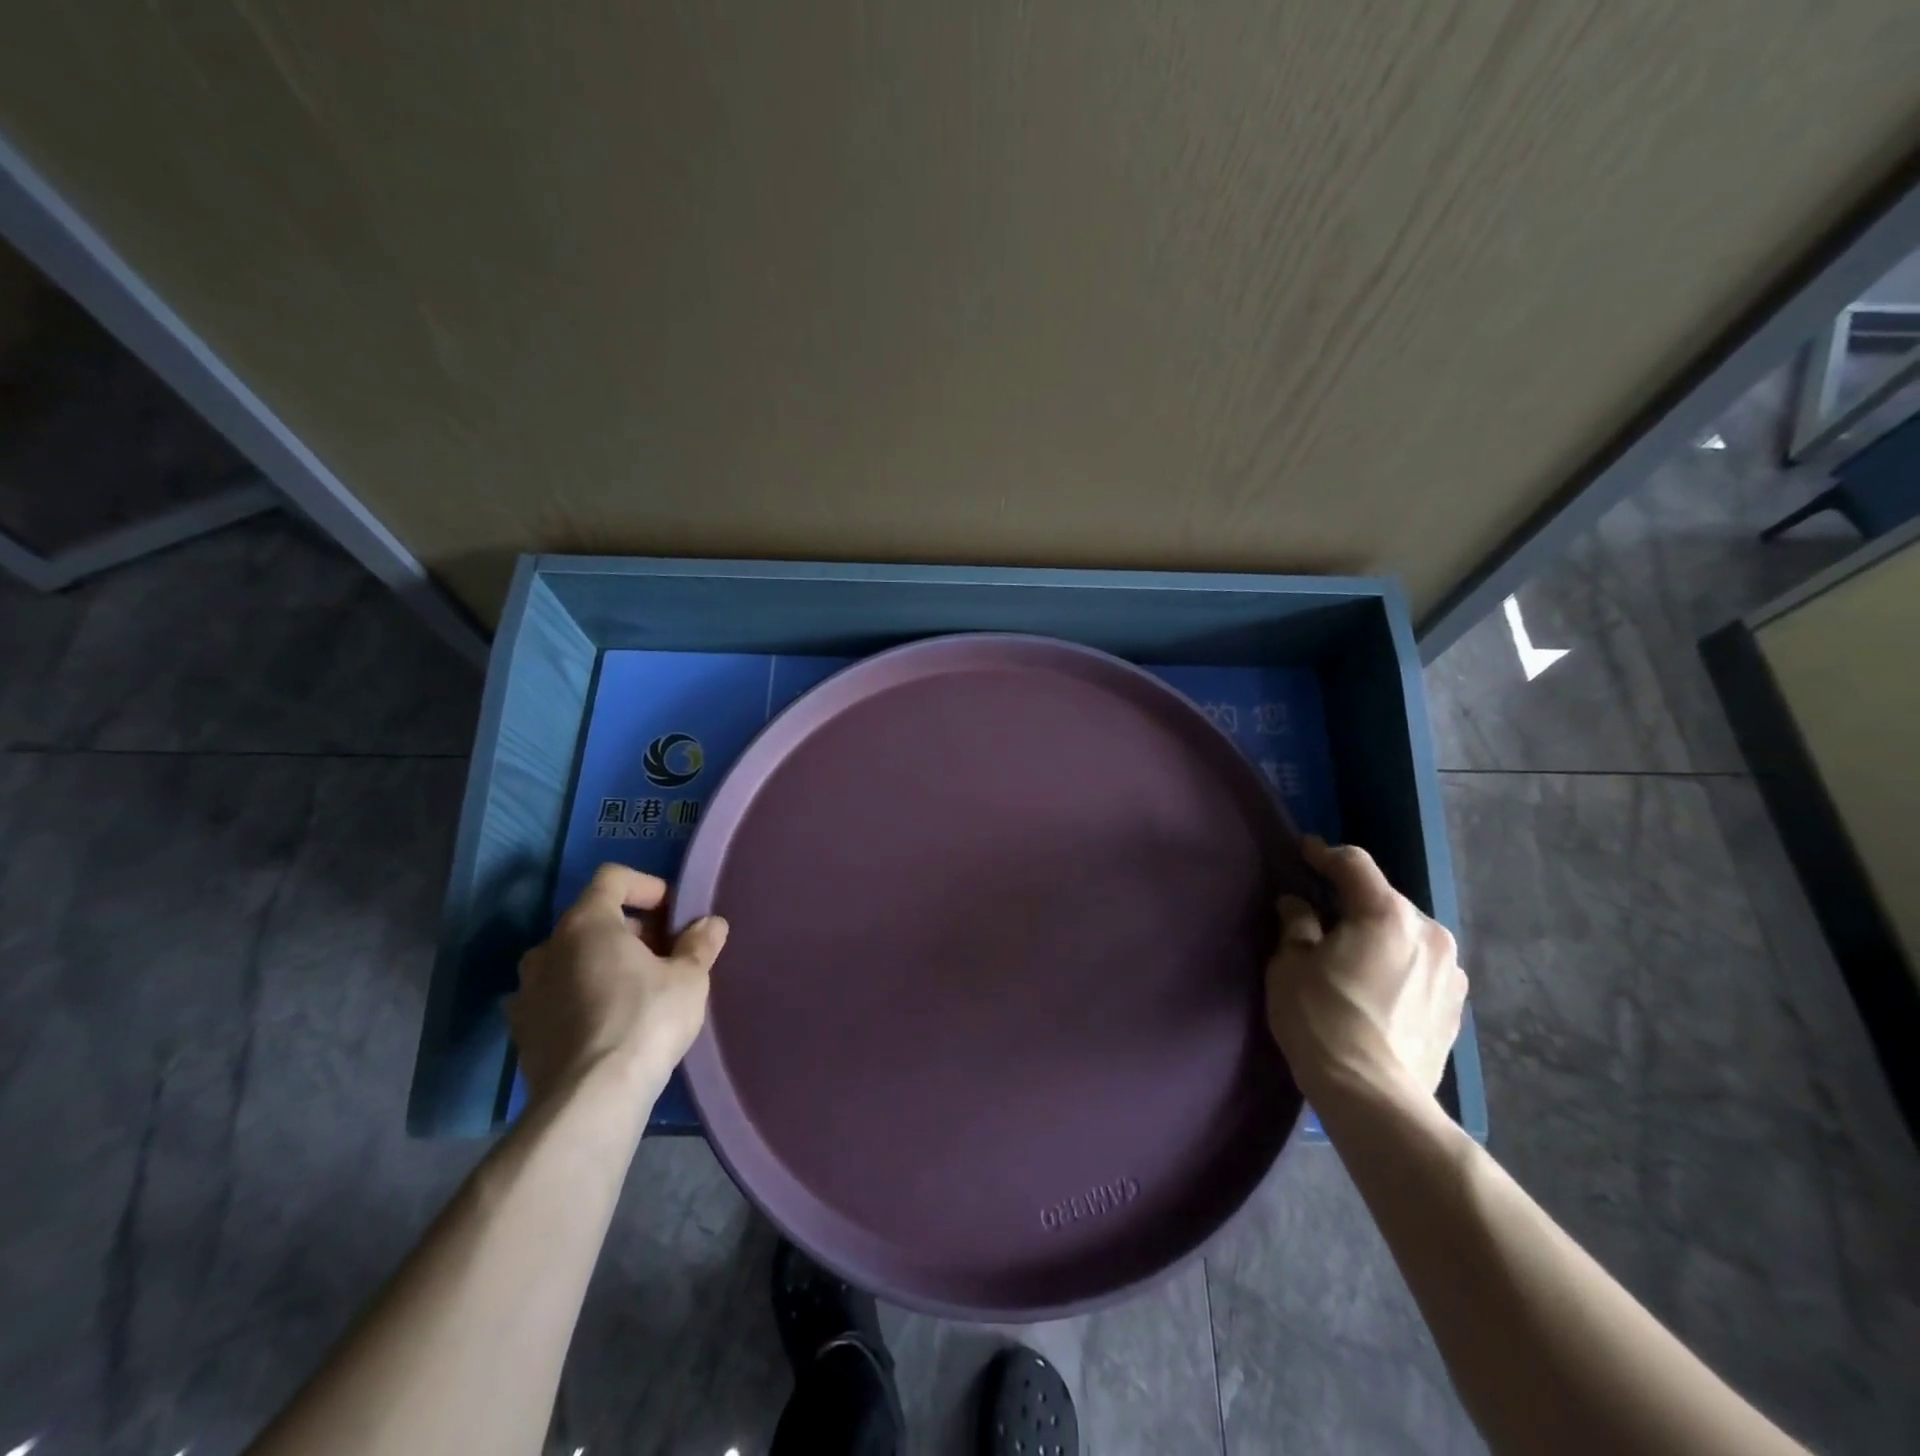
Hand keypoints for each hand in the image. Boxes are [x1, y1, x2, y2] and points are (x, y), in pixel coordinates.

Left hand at [507, 864, 728, 1109]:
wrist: (589, 1100)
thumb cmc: (645, 1020)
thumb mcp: (688, 979)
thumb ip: (699, 945)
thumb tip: (711, 924)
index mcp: (586, 923)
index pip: (612, 878)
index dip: (647, 886)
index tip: (673, 913)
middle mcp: (548, 948)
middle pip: (592, 920)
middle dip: (630, 931)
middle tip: (664, 957)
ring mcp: (528, 991)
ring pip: (570, 960)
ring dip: (601, 965)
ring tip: (635, 991)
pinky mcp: (522, 1031)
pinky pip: (554, 998)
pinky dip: (579, 999)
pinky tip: (605, 1024)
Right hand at [1265, 836, 1465, 1107]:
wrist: (1374, 1096)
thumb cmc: (1322, 1019)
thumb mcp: (1290, 965)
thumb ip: (1297, 924)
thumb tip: (1298, 905)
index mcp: (1387, 914)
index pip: (1354, 865)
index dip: (1325, 854)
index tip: (1304, 852)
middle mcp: (1428, 933)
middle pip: (1383, 900)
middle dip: (1352, 902)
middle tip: (1321, 917)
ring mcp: (1449, 972)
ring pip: (1405, 935)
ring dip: (1378, 935)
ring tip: (1351, 957)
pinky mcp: (1455, 1006)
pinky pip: (1419, 967)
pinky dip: (1396, 965)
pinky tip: (1376, 988)